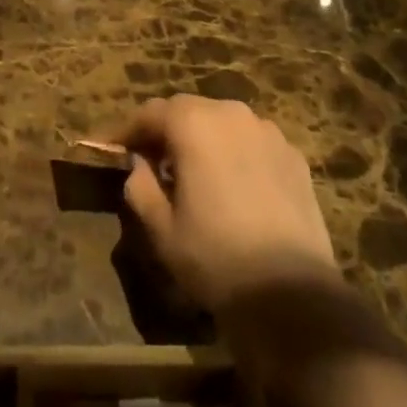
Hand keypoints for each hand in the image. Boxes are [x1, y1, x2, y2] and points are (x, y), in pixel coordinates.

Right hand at [119, 95, 338, 315]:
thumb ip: (140, 187)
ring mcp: (267, 132)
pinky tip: (234, 185)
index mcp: (193, 123)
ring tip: (194, 172)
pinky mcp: (293, 156)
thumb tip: (139, 167)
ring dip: (202, 139)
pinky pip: (252, 142)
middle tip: (151, 160)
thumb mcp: (161, 229)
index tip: (111, 148)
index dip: (127, 130)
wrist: (294, 296)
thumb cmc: (216, 258)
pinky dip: (235, 153)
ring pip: (222, 123)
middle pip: (187, 111)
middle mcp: (230, 113)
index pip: (150, 113)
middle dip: (166, 131)